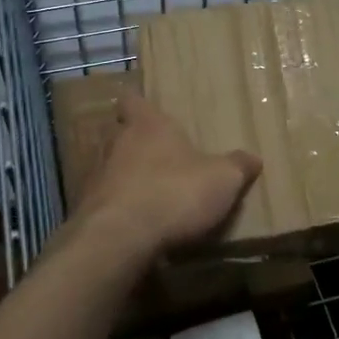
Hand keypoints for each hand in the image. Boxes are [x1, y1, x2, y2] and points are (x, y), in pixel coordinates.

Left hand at [77, 92, 260, 252]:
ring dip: (121, 176)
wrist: (119, 238)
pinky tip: (131, 223)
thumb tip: (253, 158)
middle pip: (117, 133)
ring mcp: (95, 175)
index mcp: (147, 125)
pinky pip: (101, 201)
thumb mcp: (222, 180)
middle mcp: (115, 142)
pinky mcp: (85, 209)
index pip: (132, 100)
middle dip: (132, 142)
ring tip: (144, 191)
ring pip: (106, 166)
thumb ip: (237, 166)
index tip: (147, 110)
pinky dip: (114, 207)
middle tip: (154, 155)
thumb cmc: (174, 193)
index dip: (139, 104)